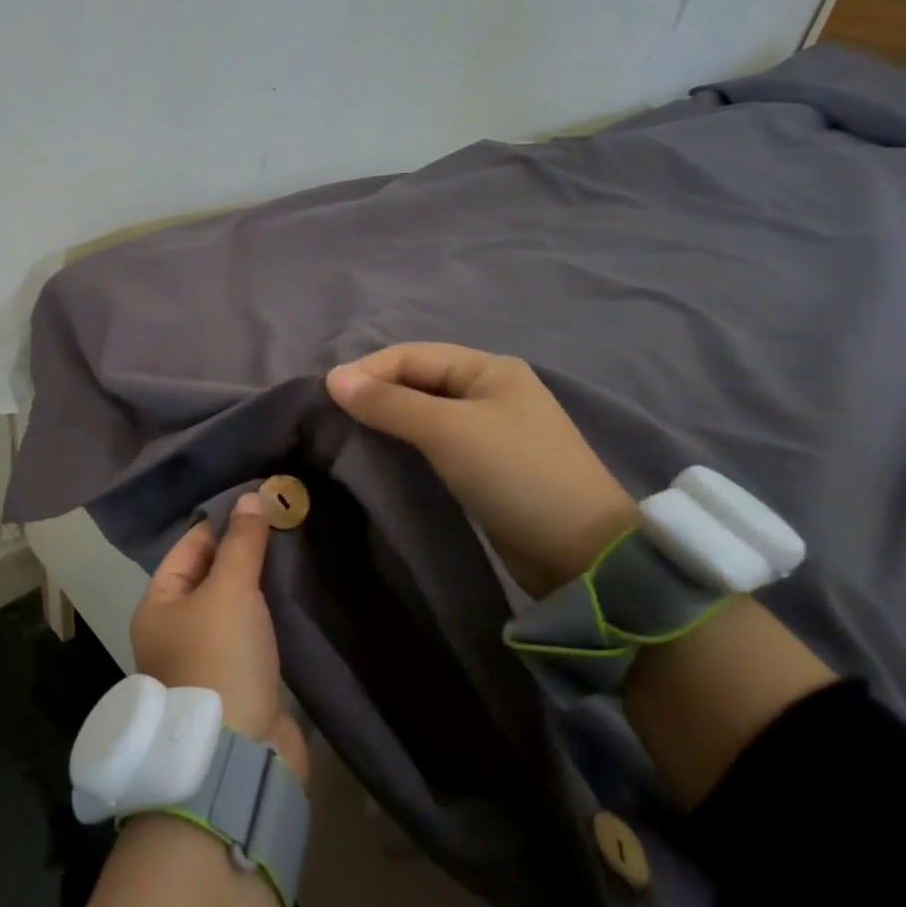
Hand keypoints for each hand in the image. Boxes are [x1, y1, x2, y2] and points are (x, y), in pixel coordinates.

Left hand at [132, 493, 308, 782]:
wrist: (235, 753)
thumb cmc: (219, 657)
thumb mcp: (230, 590)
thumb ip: (242, 543)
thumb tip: (252, 496)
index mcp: (158, 605)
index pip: (188, 548)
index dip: (221, 524)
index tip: (258, 503)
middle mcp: (174, 629)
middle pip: (210, 576)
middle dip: (243, 553)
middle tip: (282, 523)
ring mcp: (205, 658)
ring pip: (233, 606)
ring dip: (258, 585)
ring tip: (292, 554)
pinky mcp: (237, 681)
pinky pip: (251, 634)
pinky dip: (268, 615)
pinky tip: (293, 597)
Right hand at [326, 343, 637, 597]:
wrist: (580, 552)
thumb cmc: (514, 474)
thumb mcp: (448, 430)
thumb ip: (389, 403)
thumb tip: (333, 378)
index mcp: (488, 368)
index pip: (412, 355)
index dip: (368, 371)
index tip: (325, 398)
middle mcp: (490, 391)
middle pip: (418, 380)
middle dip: (376, 394)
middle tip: (333, 419)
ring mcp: (491, 429)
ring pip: (425, 413)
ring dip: (388, 419)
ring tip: (350, 436)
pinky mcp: (487, 466)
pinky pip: (436, 442)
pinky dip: (407, 444)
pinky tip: (384, 456)